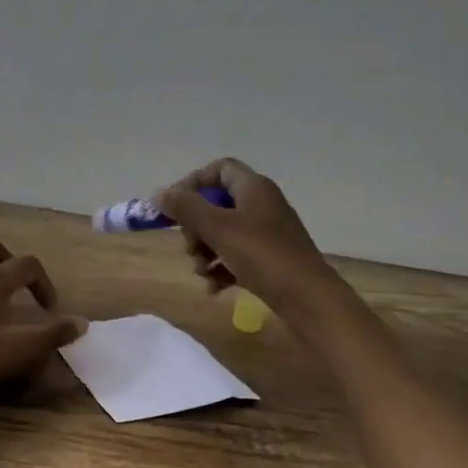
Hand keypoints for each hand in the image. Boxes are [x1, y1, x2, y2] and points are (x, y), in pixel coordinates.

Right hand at [156, 158, 342, 319]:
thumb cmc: (262, 255)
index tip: (175, 207)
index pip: (219, 169)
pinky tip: (213, 289)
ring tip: (202, 272)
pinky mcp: (269, 260)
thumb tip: (159, 193)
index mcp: (254, 188)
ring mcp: (267, 234)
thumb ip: (186, 208)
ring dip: (205, 252)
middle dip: (196, 228)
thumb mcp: (218, 228)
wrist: (307, 298)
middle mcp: (261, 205)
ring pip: (223, 234)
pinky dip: (221, 269)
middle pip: (216, 205)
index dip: (194, 183)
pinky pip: (236, 256)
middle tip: (191, 248)